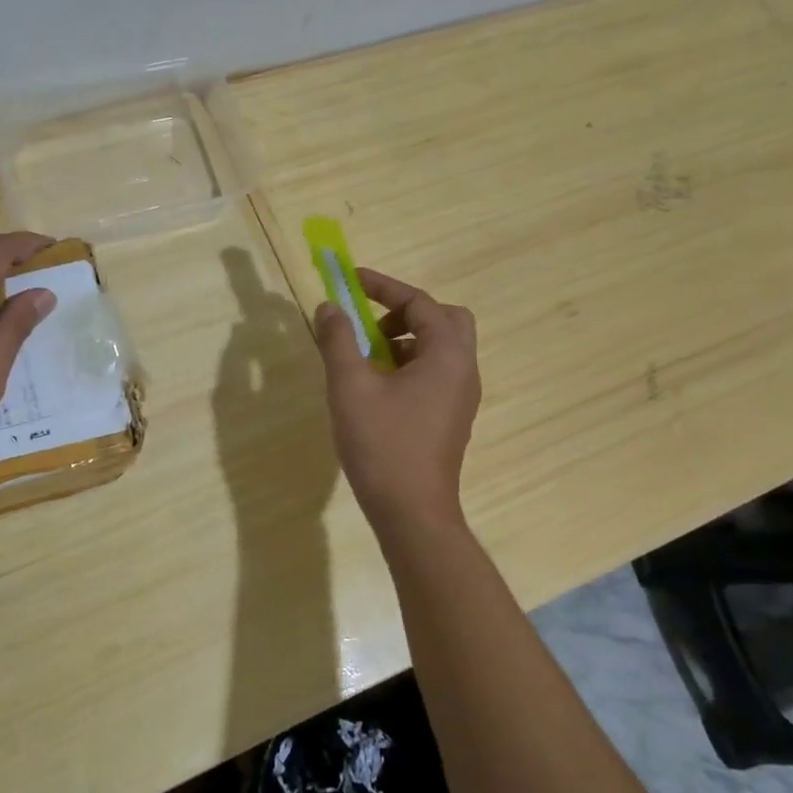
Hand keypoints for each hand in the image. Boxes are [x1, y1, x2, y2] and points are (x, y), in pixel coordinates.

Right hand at [313, 268, 479, 533]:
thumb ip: (338, 340)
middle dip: (405, 312)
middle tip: (371, 325)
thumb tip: (329, 306)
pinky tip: (377, 387)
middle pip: (444, 319)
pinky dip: (409, 363)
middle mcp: (463, 370)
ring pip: (441, 347)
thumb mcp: (350, 386)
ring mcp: (461, 396)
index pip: (420, 302)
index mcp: (447, 355)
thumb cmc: (382, 445)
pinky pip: (436, 372)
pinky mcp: (451, 417)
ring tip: (366, 357)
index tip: (351, 279)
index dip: (383, 286)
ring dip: (406, 338)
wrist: (411, 512)